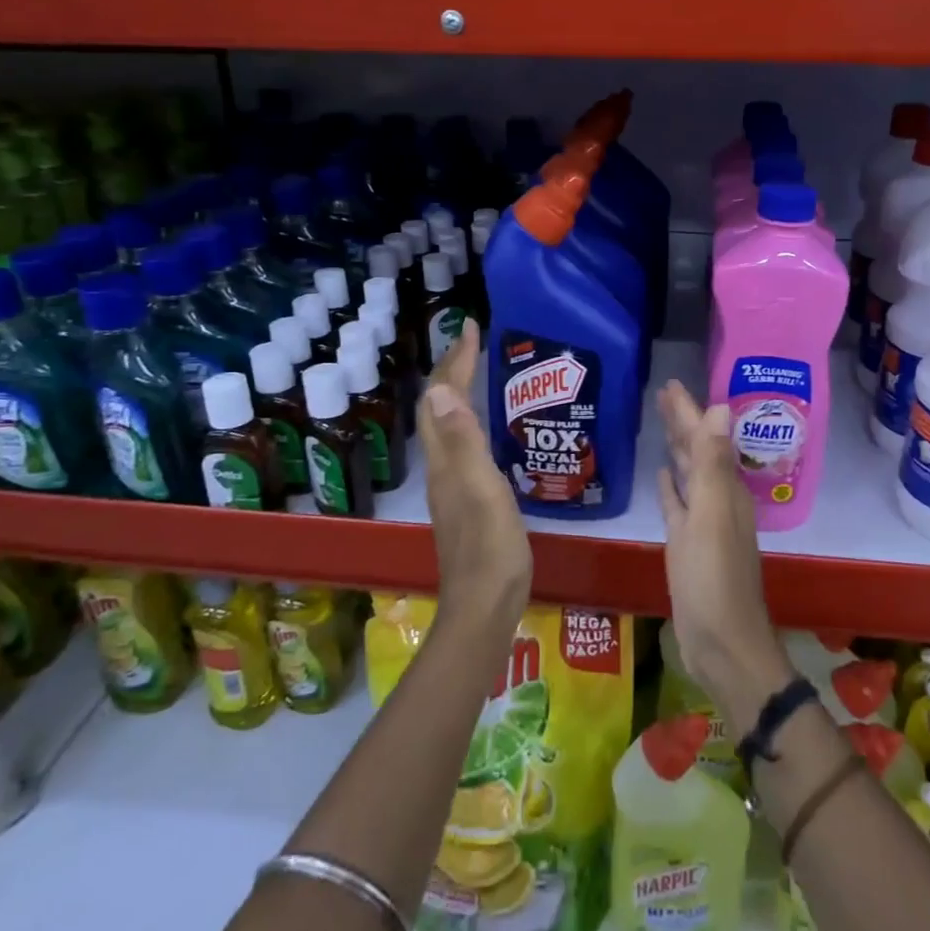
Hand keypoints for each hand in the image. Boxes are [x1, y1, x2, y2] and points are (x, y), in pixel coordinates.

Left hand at [419, 320, 531, 657]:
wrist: (485, 604)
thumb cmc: (490, 547)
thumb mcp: (481, 489)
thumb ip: (464, 441)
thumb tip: (442, 389)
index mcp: (445, 459)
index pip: (443, 396)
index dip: (457, 360)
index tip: (472, 326)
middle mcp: (442, 466)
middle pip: (439, 407)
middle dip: (453, 368)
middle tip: (474, 341)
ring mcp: (453, 484)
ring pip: (448, 424)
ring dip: (459, 391)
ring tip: (479, 370)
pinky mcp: (467, 498)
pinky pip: (463, 443)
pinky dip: (471, 419)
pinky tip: (488, 425)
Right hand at [655, 380, 791, 735]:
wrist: (721, 644)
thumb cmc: (713, 578)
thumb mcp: (710, 515)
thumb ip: (713, 463)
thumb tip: (721, 407)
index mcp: (725, 489)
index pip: (706, 437)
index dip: (690, 410)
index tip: (670, 384)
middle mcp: (717, 500)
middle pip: (699, 451)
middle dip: (683, 421)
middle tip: (661, 394)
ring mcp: (703, 524)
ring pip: (689, 474)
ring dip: (678, 448)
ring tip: (663, 424)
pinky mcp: (687, 545)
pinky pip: (678, 505)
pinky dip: (672, 487)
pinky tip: (663, 475)